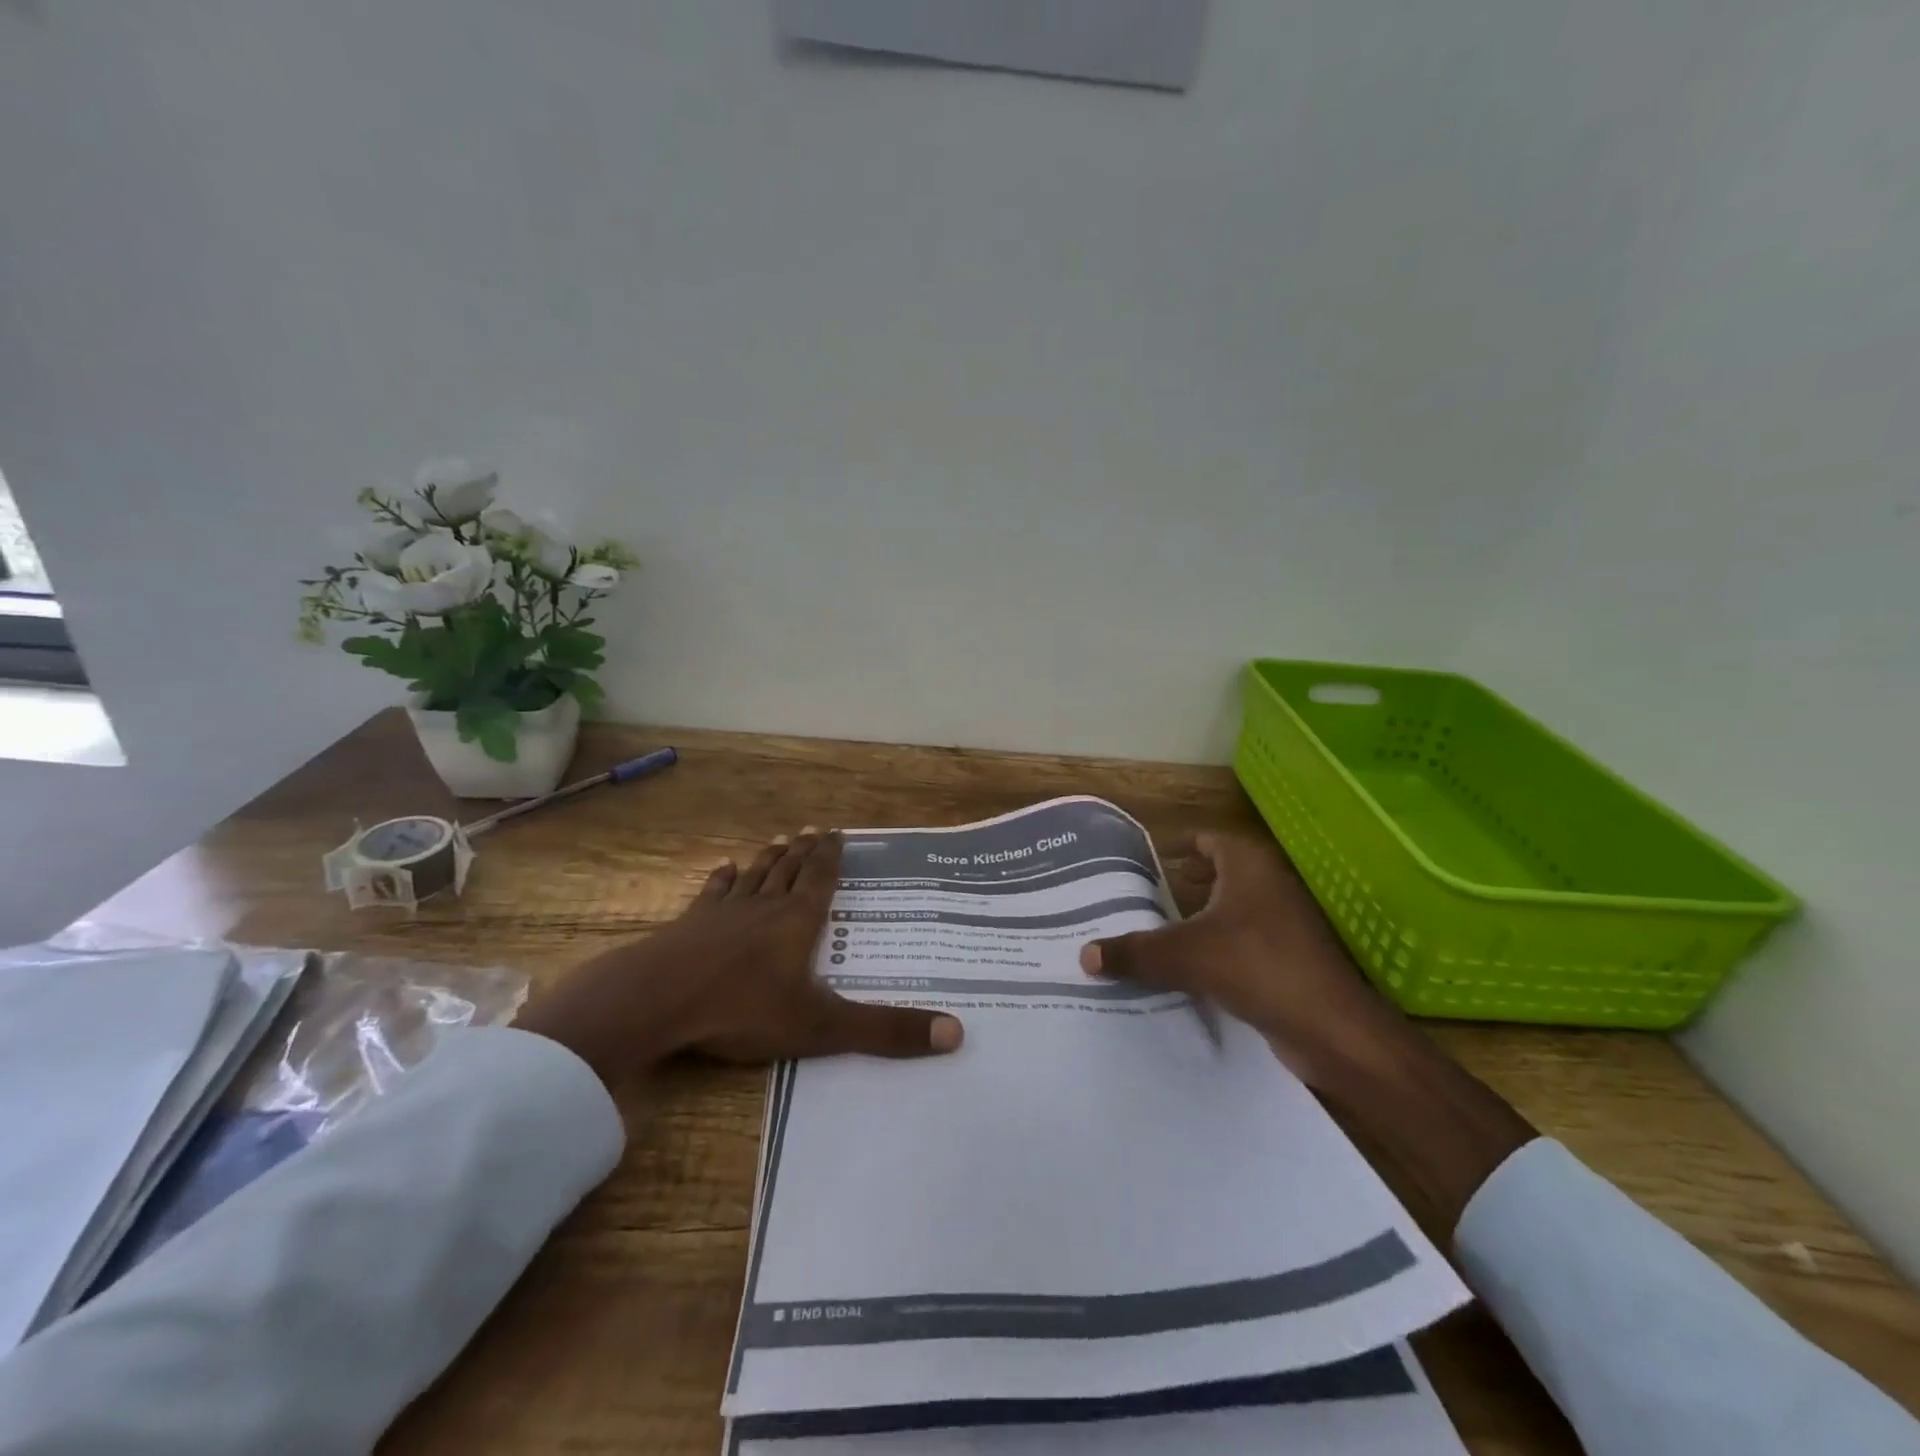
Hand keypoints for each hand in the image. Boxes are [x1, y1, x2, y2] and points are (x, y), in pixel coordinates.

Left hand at [517, 829, 963, 1085]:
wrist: (659, 1001)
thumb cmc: (743, 1009)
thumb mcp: (821, 1027)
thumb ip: (884, 1031)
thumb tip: (956, 1034)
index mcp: (797, 923)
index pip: (820, 880)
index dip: (830, 857)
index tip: (837, 832)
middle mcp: (764, 907)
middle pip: (788, 870)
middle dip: (803, 851)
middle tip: (812, 828)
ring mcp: (722, 913)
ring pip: (753, 876)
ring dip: (768, 858)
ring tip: (778, 839)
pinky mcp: (688, 926)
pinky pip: (712, 894)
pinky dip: (721, 879)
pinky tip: (723, 868)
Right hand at [1082, 831, 1534, 1233]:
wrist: (1333, 1030)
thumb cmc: (1258, 967)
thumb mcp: (1185, 956)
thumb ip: (1135, 952)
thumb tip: (1084, 954)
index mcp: (1248, 866)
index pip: (1206, 841)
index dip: (1175, 847)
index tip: (1143, 863)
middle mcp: (1268, 886)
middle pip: (1215, 877)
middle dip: (1179, 888)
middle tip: (1135, 902)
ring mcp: (1284, 925)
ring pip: (1228, 914)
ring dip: (1196, 923)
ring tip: (1152, 937)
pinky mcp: (1288, 961)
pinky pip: (1240, 946)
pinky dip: (1215, 952)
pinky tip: (1186, 973)